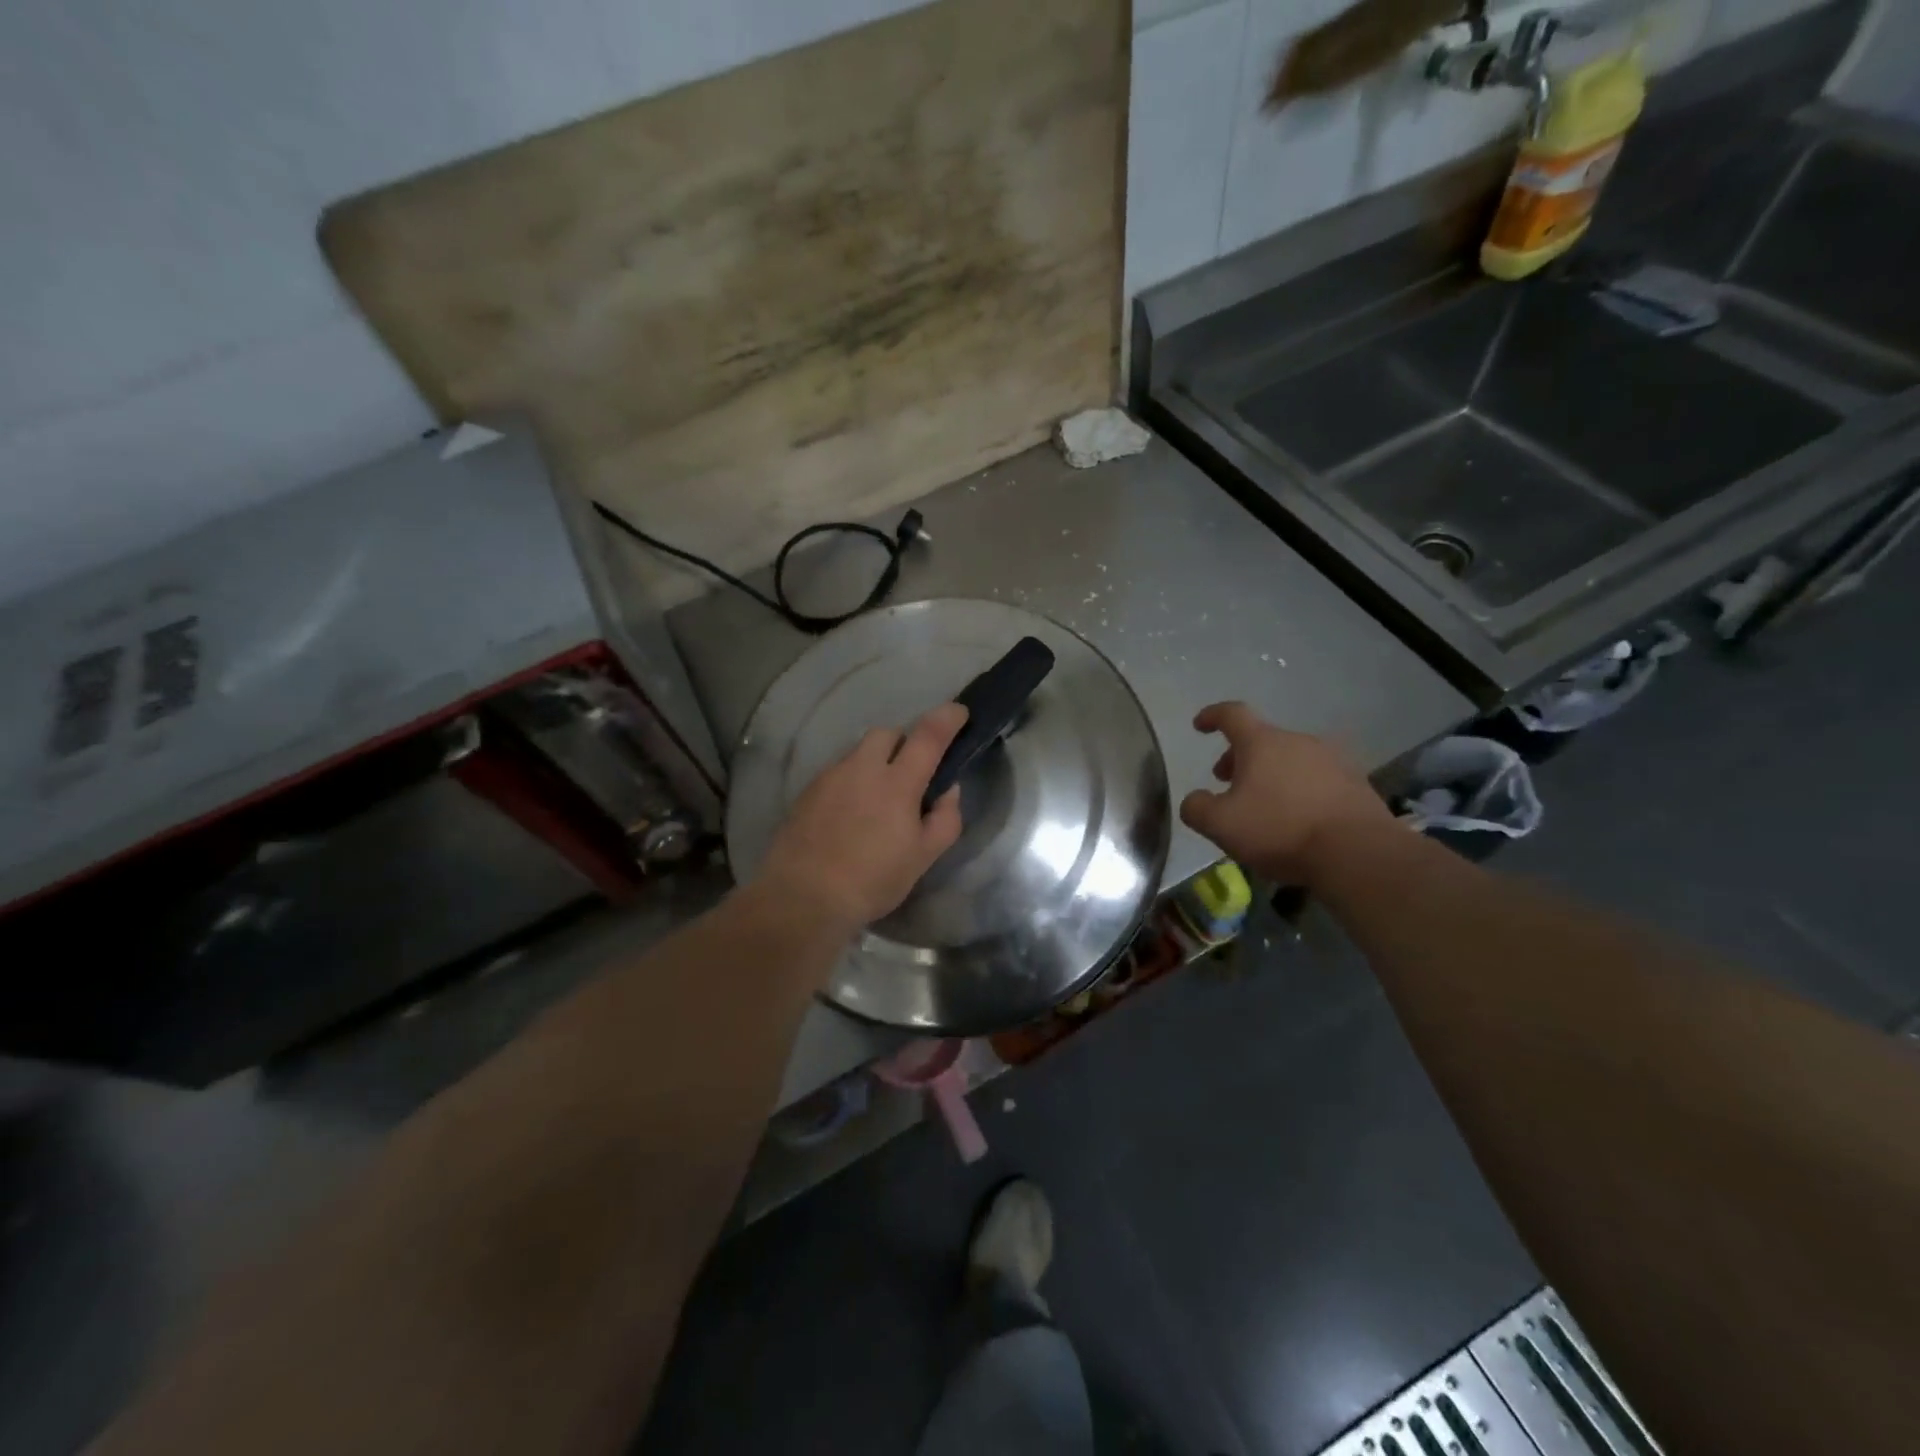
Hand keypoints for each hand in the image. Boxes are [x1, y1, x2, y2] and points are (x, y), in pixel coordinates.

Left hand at [759, 703, 968, 931]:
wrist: (803, 896)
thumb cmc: (872, 880)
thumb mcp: (923, 858)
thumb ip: (945, 819)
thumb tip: (948, 790)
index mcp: (897, 782)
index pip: (928, 735)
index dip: (947, 718)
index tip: (958, 712)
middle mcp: (862, 768)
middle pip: (886, 733)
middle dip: (903, 742)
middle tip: (911, 772)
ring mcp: (830, 777)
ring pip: (858, 752)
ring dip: (874, 762)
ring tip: (876, 799)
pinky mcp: (807, 791)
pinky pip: (836, 772)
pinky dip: (851, 781)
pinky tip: (849, 814)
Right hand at [1178, 702, 1394, 886]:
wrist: (1357, 852)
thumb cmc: (1279, 830)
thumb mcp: (1220, 825)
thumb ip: (1196, 808)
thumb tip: (1195, 800)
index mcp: (1262, 742)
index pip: (1232, 714)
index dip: (1212, 716)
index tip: (1200, 725)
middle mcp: (1298, 741)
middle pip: (1262, 739)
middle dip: (1240, 758)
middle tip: (1227, 783)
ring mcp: (1332, 760)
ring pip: (1290, 759)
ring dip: (1271, 774)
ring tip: (1264, 805)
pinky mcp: (1357, 783)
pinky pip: (1317, 779)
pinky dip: (1300, 790)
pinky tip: (1297, 819)